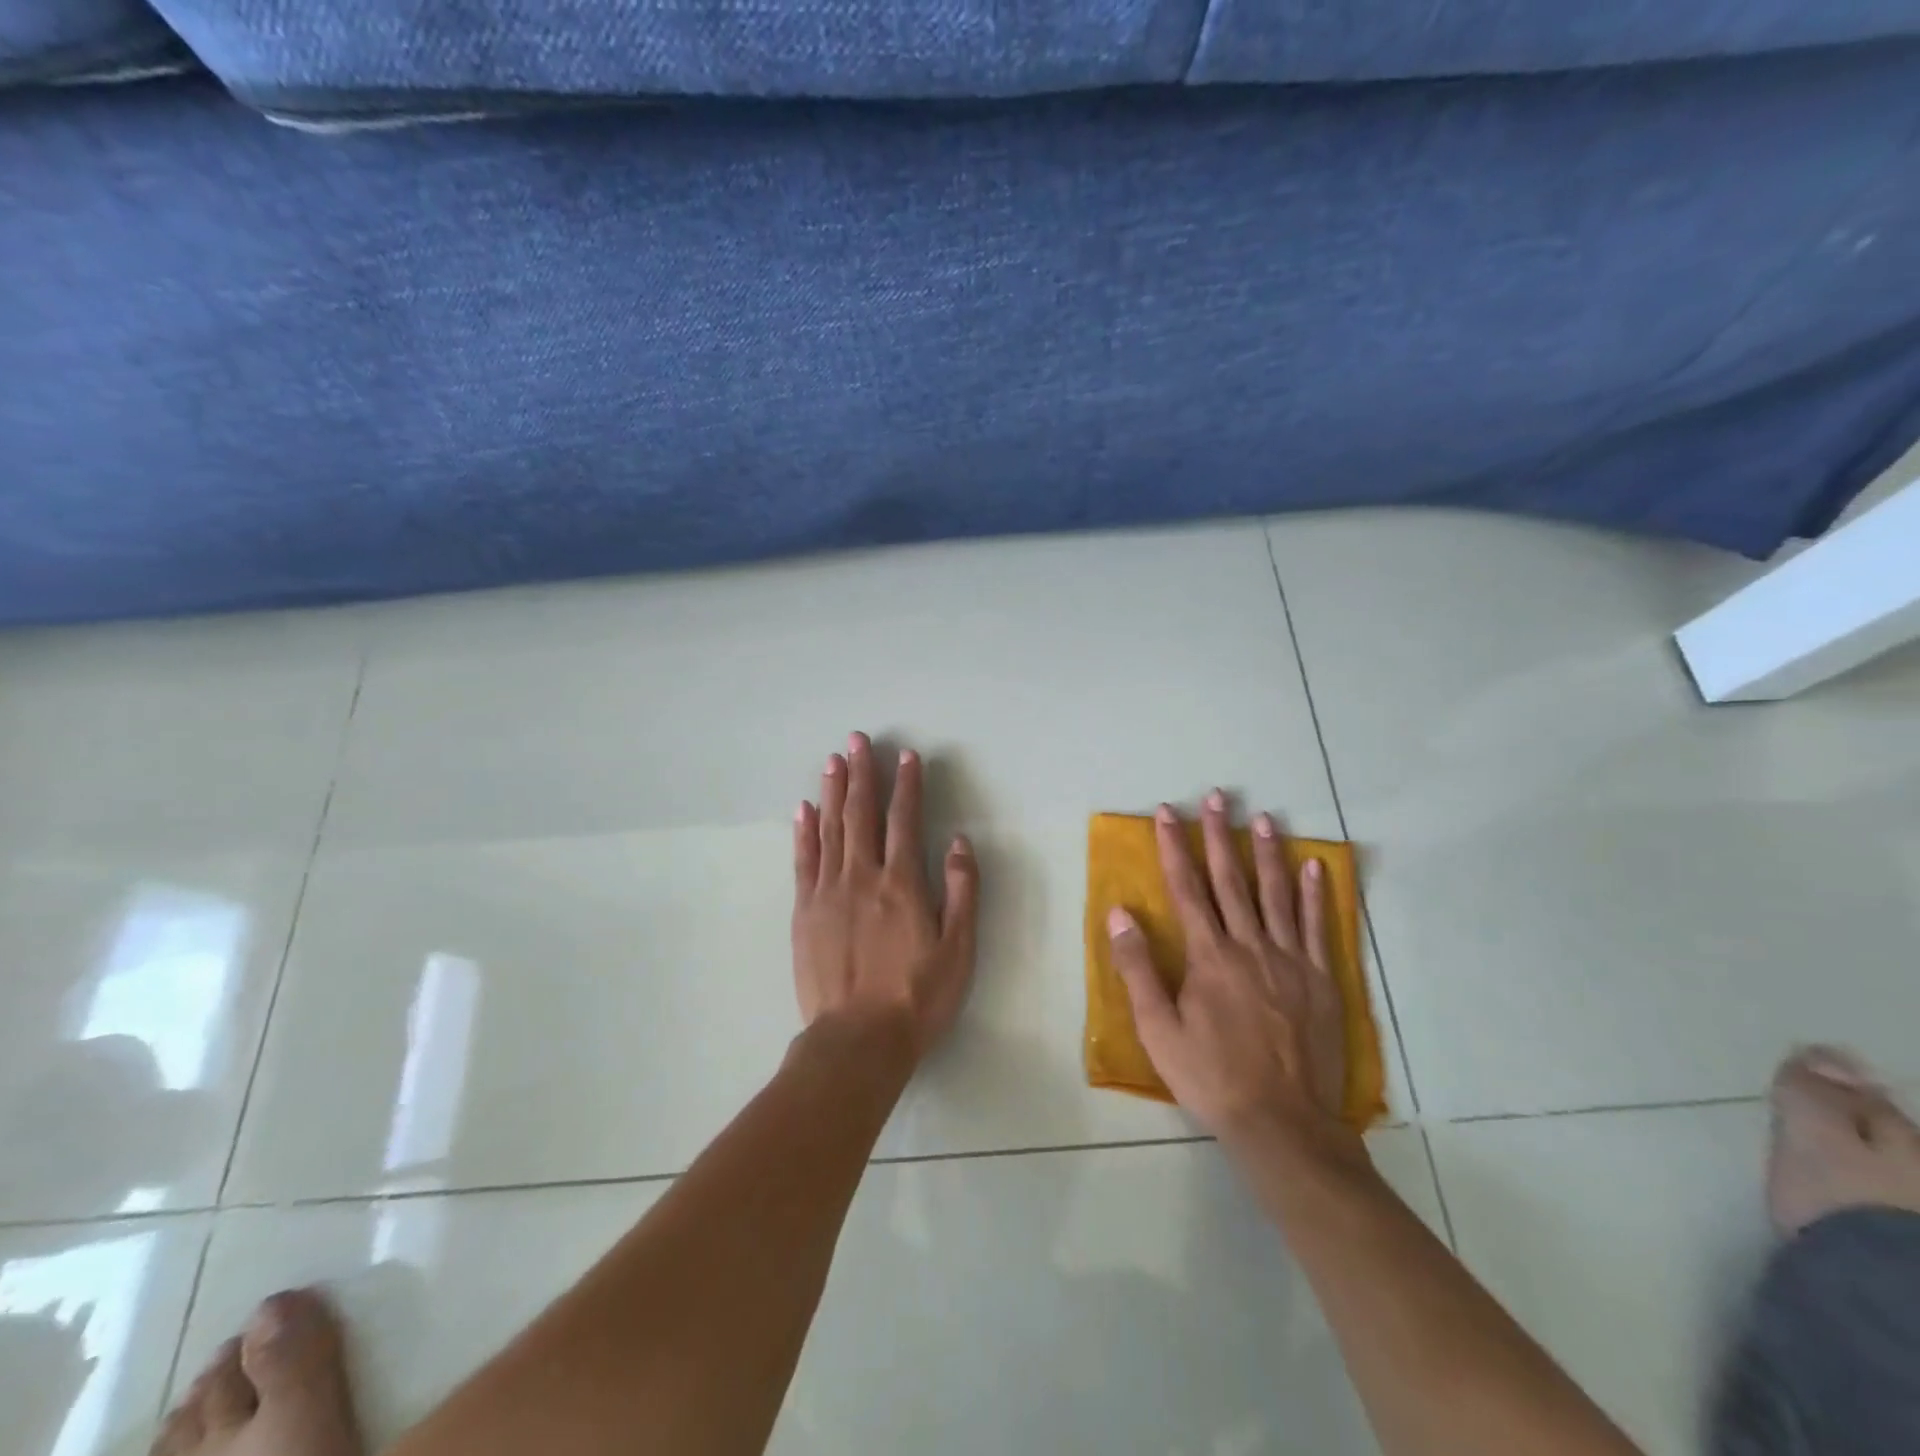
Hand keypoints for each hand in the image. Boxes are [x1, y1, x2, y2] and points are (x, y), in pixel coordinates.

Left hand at [792, 733, 979, 1060]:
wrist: (857, 1039)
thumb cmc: (916, 996)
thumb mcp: (958, 949)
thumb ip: (960, 891)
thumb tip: (957, 841)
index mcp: (901, 883)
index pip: (905, 819)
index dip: (907, 784)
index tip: (906, 755)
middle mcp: (862, 876)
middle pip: (861, 813)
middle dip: (863, 773)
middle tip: (857, 739)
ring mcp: (827, 891)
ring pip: (830, 828)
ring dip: (833, 791)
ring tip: (833, 760)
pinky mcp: (804, 911)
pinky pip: (804, 860)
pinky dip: (805, 831)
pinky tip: (804, 809)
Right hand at [1107, 794, 1355, 1156]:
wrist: (1282, 1124)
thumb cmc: (1210, 1076)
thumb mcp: (1157, 1028)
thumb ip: (1138, 967)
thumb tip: (1119, 913)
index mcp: (1209, 956)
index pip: (1187, 888)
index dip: (1175, 847)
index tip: (1168, 812)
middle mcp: (1250, 946)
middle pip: (1231, 880)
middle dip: (1220, 835)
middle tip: (1216, 797)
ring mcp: (1290, 961)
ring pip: (1277, 895)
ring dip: (1268, 853)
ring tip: (1264, 818)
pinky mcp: (1321, 981)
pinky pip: (1318, 927)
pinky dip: (1317, 894)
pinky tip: (1316, 867)